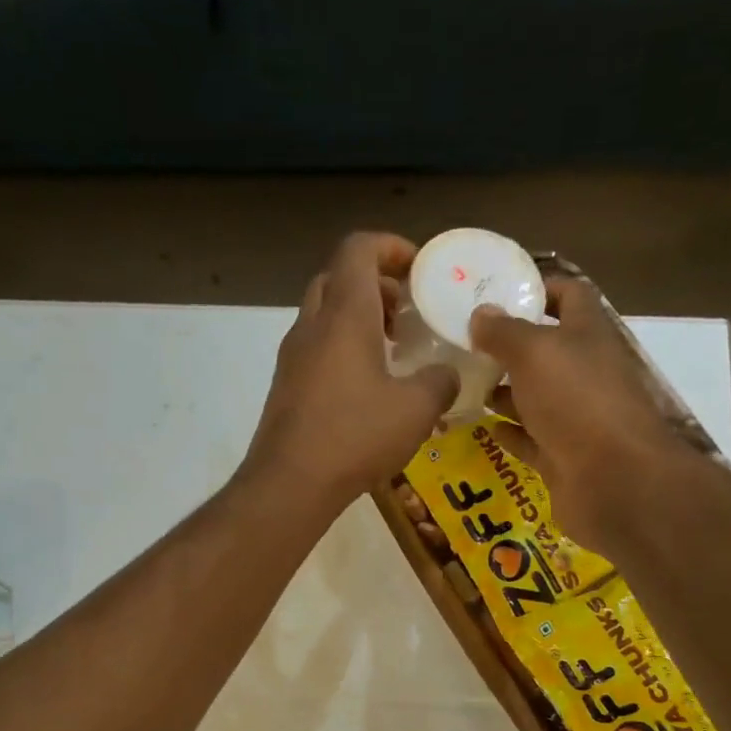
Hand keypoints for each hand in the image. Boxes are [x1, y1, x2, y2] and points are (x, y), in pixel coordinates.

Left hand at [242, 232, 458, 509]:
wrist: (289, 484)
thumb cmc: (354, 437)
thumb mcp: (416, 409)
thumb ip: (440, 382)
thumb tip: (445, 375)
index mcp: (345, 315)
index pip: (359, 249)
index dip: (391, 246)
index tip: (419, 269)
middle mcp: (312, 326)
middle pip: (338, 278)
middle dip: (375, 284)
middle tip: (406, 312)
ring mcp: (292, 357)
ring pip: (324, 314)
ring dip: (358, 319)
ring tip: (392, 351)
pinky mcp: (285, 387)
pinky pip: (316, 349)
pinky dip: (342, 349)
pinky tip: (367, 388)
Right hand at [470, 277, 685, 551]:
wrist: (612, 480)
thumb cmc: (576, 401)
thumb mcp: (534, 353)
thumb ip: (504, 332)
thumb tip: (480, 313)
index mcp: (587, 335)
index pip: (569, 295)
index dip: (539, 288)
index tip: (497, 291)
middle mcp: (585, 372)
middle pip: (546, 350)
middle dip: (508, 346)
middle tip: (463, 343)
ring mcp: (575, 416)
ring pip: (535, 396)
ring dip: (504, 391)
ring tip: (463, 384)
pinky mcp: (563, 455)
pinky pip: (531, 438)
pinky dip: (510, 432)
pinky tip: (483, 427)